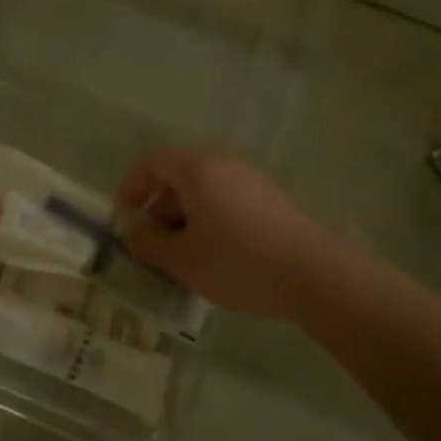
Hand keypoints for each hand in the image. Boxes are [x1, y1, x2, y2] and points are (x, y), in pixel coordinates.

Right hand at [115, 149, 316, 318]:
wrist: (316, 277)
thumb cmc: (237, 262)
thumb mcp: (181, 259)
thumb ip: (146, 241)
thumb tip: (131, 229)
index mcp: (197, 170)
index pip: (151, 163)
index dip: (130, 189)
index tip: (124, 221)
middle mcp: (224, 165)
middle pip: (177, 176)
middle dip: (157, 209)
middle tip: (152, 245)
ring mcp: (252, 182)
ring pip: (203, 192)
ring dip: (183, 219)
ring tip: (182, 257)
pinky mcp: (272, 202)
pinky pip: (227, 202)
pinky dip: (210, 222)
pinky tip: (216, 257)